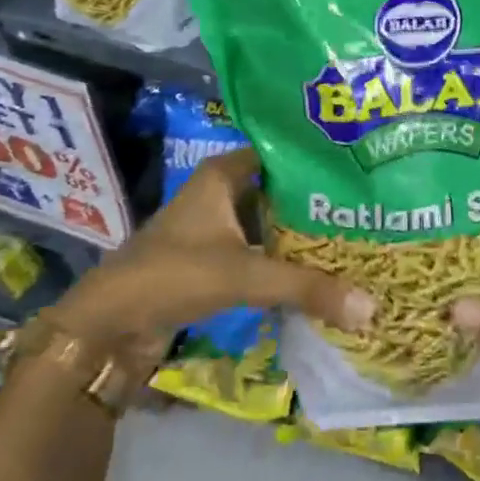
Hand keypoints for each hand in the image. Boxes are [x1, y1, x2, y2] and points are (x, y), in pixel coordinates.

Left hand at [52, 148, 373, 349]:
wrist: (108, 326)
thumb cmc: (174, 275)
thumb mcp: (245, 274)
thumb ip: (307, 288)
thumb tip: (371, 308)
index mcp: (223, 175)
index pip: (282, 154)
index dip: (317, 160)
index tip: (358, 170)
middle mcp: (220, 194)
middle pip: (279, 192)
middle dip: (317, 203)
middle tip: (367, 210)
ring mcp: (214, 229)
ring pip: (269, 224)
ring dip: (301, 236)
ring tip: (354, 239)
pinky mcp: (211, 262)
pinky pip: (259, 253)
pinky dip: (284, 262)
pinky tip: (319, 272)